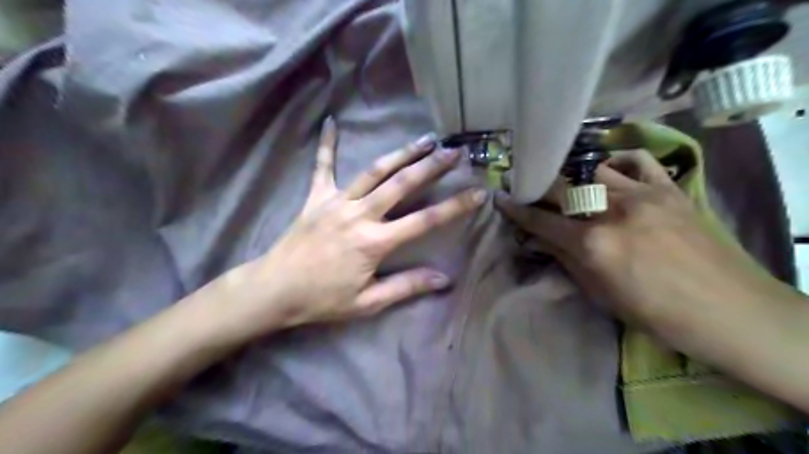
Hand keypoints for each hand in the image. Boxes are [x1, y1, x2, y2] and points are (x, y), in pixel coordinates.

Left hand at [207, 119, 482, 338]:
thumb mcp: (368, 303)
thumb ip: (406, 286)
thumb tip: (443, 279)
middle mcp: (359, 215)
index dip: (454, 207)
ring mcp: (336, 202)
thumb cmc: (323, 299)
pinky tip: (330, 121)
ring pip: (374, 171)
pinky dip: (327, 144)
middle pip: (401, 184)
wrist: (275, 289)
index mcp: (374, 242)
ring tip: (424, 139)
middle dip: (431, 166)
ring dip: (401, 153)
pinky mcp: (316, 197)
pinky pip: (322, 166)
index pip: (424, 221)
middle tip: (454, 151)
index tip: (478, 193)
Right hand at [494, 149, 770, 343]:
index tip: (500, 198)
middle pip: (561, 187)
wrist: (730, 311)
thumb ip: (566, 260)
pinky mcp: (669, 189)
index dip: (516, 209)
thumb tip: (538, 240)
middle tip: (523, 183)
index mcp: (593, 243)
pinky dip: (617, 162)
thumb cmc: (658, 314)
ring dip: (570, 176)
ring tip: (562, 181)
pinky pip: (638, 161)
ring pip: (593, 170)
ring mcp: (643, 194)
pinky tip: (608, 171)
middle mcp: (612, 211)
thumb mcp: (601, 295)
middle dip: (536, 185)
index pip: (541, 220)